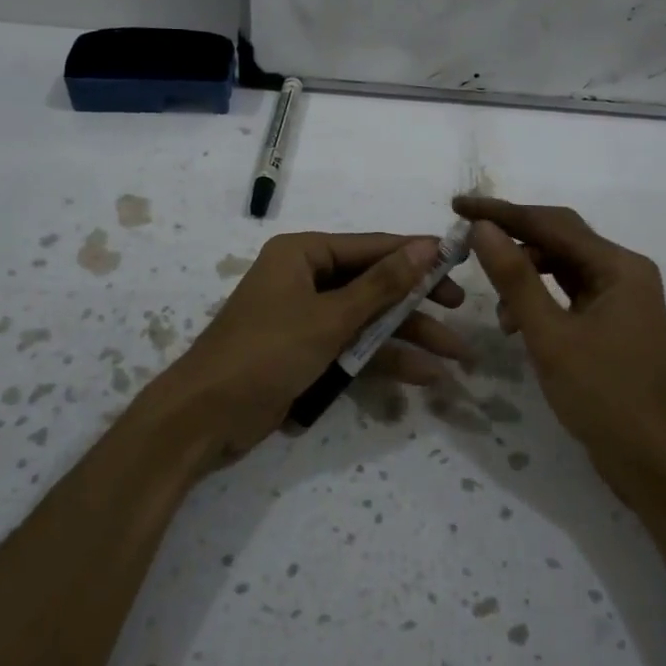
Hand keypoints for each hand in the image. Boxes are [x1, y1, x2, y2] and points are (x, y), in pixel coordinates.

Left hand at [155, 232, 469, 464]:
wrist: (204, 418)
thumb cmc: (265, 353)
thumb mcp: (329, 317)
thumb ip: (381, 285)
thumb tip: (427, 247)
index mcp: (303, 254)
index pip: (371, 247)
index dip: (416, 255)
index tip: (459, 263)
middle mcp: (305, 279)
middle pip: (373, 284)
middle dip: (417, 303)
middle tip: (461, 311)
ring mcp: (306, 318)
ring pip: (367, 320)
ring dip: (407, 338)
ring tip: (455, 357)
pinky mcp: (306, 353)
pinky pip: (352, 348)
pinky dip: (382, 360)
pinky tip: (422, 376)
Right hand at [454, 196, 665, 500]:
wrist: (656, 464)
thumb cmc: (605, 397)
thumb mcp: (551, 337)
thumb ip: (515, 279)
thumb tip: (482, 228)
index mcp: (619, 266)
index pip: (552, 224)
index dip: (502, 213)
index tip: (458, 204)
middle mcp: (624, 272)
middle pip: (559, 239)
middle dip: (512, 236)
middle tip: (466, 237)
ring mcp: (620, 298)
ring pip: (562, 267)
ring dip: (524, 274)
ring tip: (492, 300)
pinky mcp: (612, 322)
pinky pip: (569, 294)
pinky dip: (539, 299)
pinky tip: (515, 323)